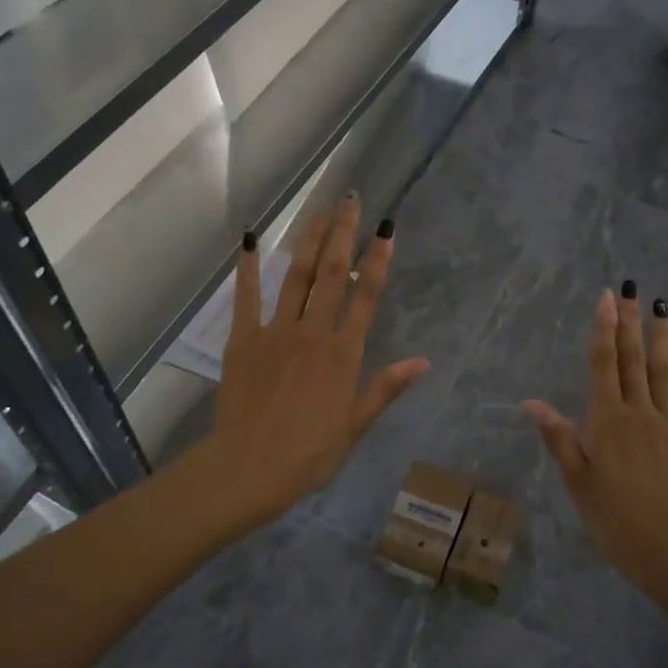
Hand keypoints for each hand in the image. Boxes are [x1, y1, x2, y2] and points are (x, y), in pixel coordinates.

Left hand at [205, 196, 429, 525]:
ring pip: (297, 277)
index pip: (365, 296)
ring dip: (309, 240)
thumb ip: (386, 387)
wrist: (250, 468)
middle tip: (350, 199)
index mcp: (344, 353)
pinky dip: (247, 268)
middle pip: (331, 274)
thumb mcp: (356, 424)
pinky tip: (248, 240)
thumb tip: (423, 361)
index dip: (377, 260)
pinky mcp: (244, 339)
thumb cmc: (310, 453)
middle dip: (343, 234)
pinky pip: (247, 297)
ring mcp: (276, 331)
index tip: (386, 229)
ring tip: (320, 209)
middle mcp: (313, 332)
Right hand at [525, 287, 667, 596]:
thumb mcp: (577, 480)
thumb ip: (558, 437)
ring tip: (662, 309)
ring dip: (662, 340)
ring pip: (663, 373)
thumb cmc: (613, 518)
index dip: (603, 329)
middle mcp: (638, 412)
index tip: (606, 298)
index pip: (603, 364)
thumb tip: (531, 402)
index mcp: (606, 420)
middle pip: (633, 360)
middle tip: (630, 290)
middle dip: (629, 323)